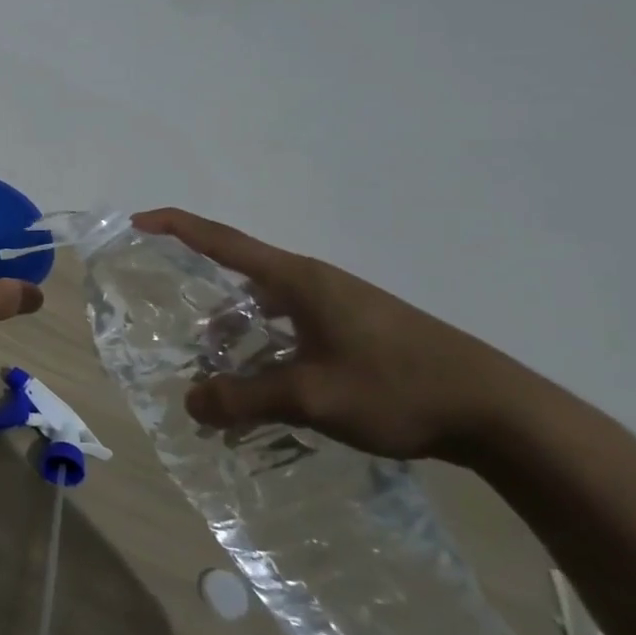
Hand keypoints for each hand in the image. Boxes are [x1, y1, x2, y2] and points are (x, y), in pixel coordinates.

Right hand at [133, 208, 562, 463]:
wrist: (499, 411)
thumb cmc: (398, 387)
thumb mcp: (312, 396)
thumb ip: (245, 398)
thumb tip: (190, 402)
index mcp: (297, 279)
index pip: (221, 240)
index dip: (175, 227)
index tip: (136, 223)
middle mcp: (312, 283)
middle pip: (238, 277)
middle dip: (200, 301)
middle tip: (172, 330)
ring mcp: (337, 307)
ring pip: (265, 311)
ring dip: (236, 338)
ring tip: (217, 379)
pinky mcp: (354, 331)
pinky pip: (290, 331)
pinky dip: (265, 353)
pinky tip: (265, 392)